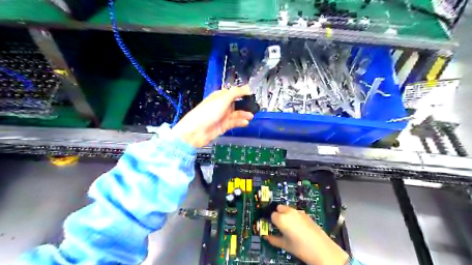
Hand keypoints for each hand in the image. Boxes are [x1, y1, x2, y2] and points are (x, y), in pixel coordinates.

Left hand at [173, 87, 254, 148]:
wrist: (196, 131)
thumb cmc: (208, 112)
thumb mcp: (222, 99)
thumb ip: (236, 93)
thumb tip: (248, 87)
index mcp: (219, 96)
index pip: (232, 92)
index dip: (242, 93)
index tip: (252, 94)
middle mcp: (221, 105)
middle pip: (235, 103)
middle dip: (244, 105)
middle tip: (255, 106)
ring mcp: (222, 116)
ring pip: (236, 114)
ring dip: (243, 114)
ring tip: (251, 116)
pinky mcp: (223, 126)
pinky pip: (233, 123)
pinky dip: (240, 122)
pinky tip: (246, 122)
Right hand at [265, 205, 349, 264]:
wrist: (322, 249)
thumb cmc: (301, 248)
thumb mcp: (285, 245)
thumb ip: (273, 239)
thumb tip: (266, 237)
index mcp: (281, 218)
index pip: (272, 215)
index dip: (272, 221)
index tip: (274, 227)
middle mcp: (289, 212)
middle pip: (279, 208)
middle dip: (278, 214)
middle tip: (280, 225)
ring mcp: (298, 212)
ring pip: (288, 208)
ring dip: (286, 214)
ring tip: (290, 226)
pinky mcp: (306, 214)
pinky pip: (296, 212)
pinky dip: (294, 216)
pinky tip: (298, 226)